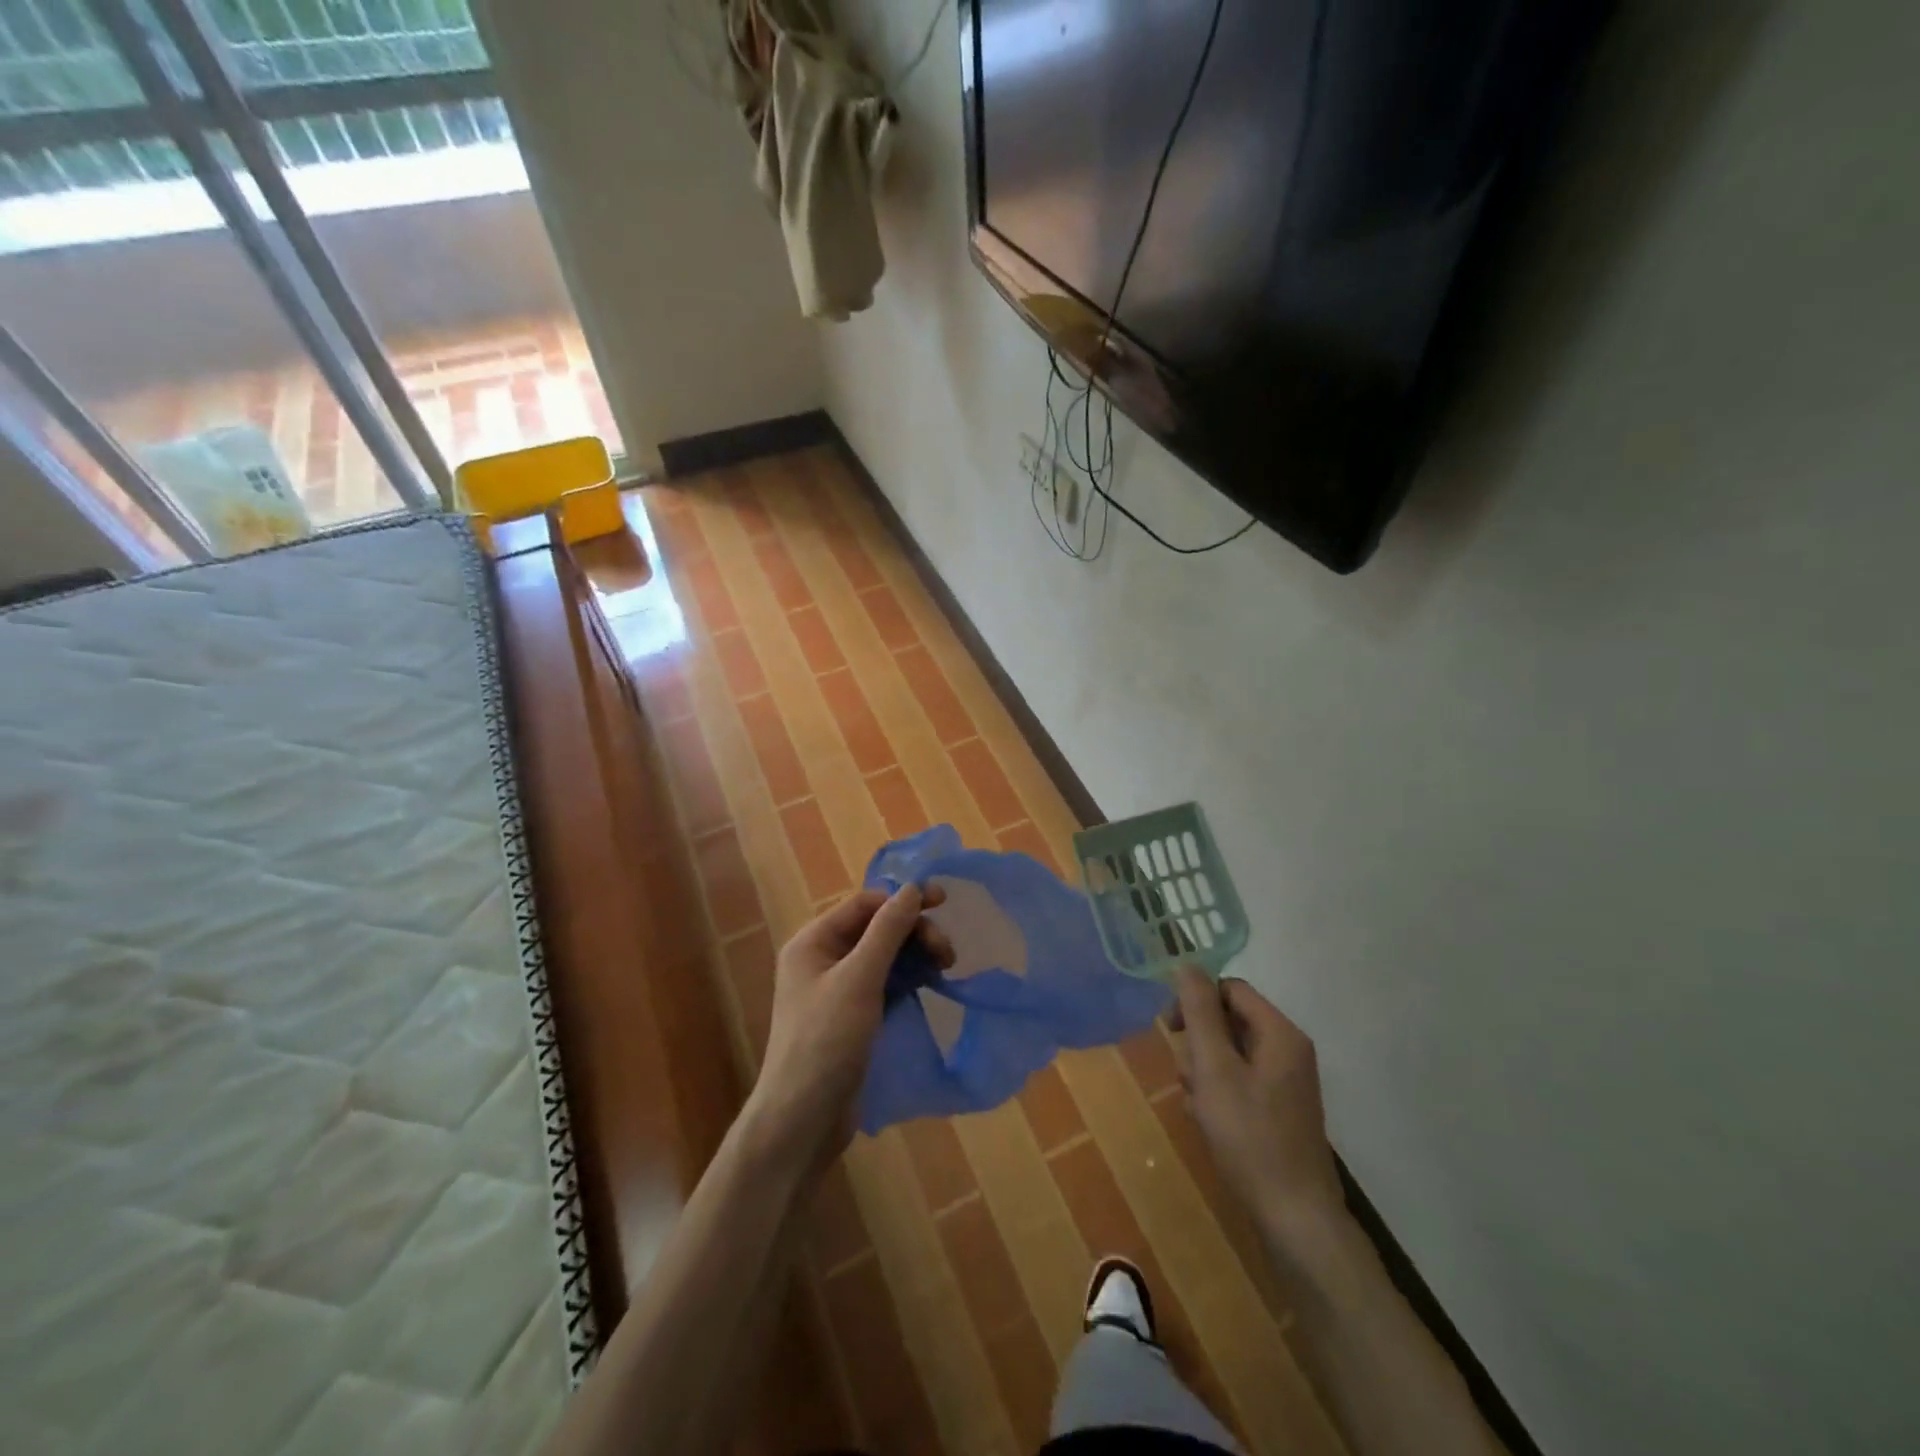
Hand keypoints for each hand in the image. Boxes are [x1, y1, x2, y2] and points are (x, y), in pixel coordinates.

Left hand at [747, 885, 952, 1172]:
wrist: (802, 1120)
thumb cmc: (826, 1041)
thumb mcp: (859, 980)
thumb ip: (887, 930)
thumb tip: (913, 887)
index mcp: (813, 942)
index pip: (864, 903)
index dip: (902, 899)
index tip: (943, 902)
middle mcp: (823, 959)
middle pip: (876, 928)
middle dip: (913, 931)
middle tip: (947, 952)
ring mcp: (837, 990)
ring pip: (884, 956)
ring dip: (915, 954)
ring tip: (945, 967)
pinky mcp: (852, 1017)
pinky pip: (885, 983)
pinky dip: (908, 979)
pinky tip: (930, 984)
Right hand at [1167, 968, 1345, 1243]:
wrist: (1295, 1217)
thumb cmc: (1250, 1136)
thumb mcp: (1214, 1068)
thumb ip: (1199, 1013)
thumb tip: (1186, 964)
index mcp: (1280, 1033)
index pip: (1230, 989)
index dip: (1196, 1000)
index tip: (1170, 1028)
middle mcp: (1289, 1050)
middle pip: (1230, 1021)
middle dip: (1199, 1043)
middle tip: (1186, 1075)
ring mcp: (1287, 1082)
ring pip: (1231, 1053)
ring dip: (1205, 1070)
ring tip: (1196, 1105)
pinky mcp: (1280, 1109)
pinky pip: (1240, 1080)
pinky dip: (1219, 1092)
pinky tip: (1207, 1120)